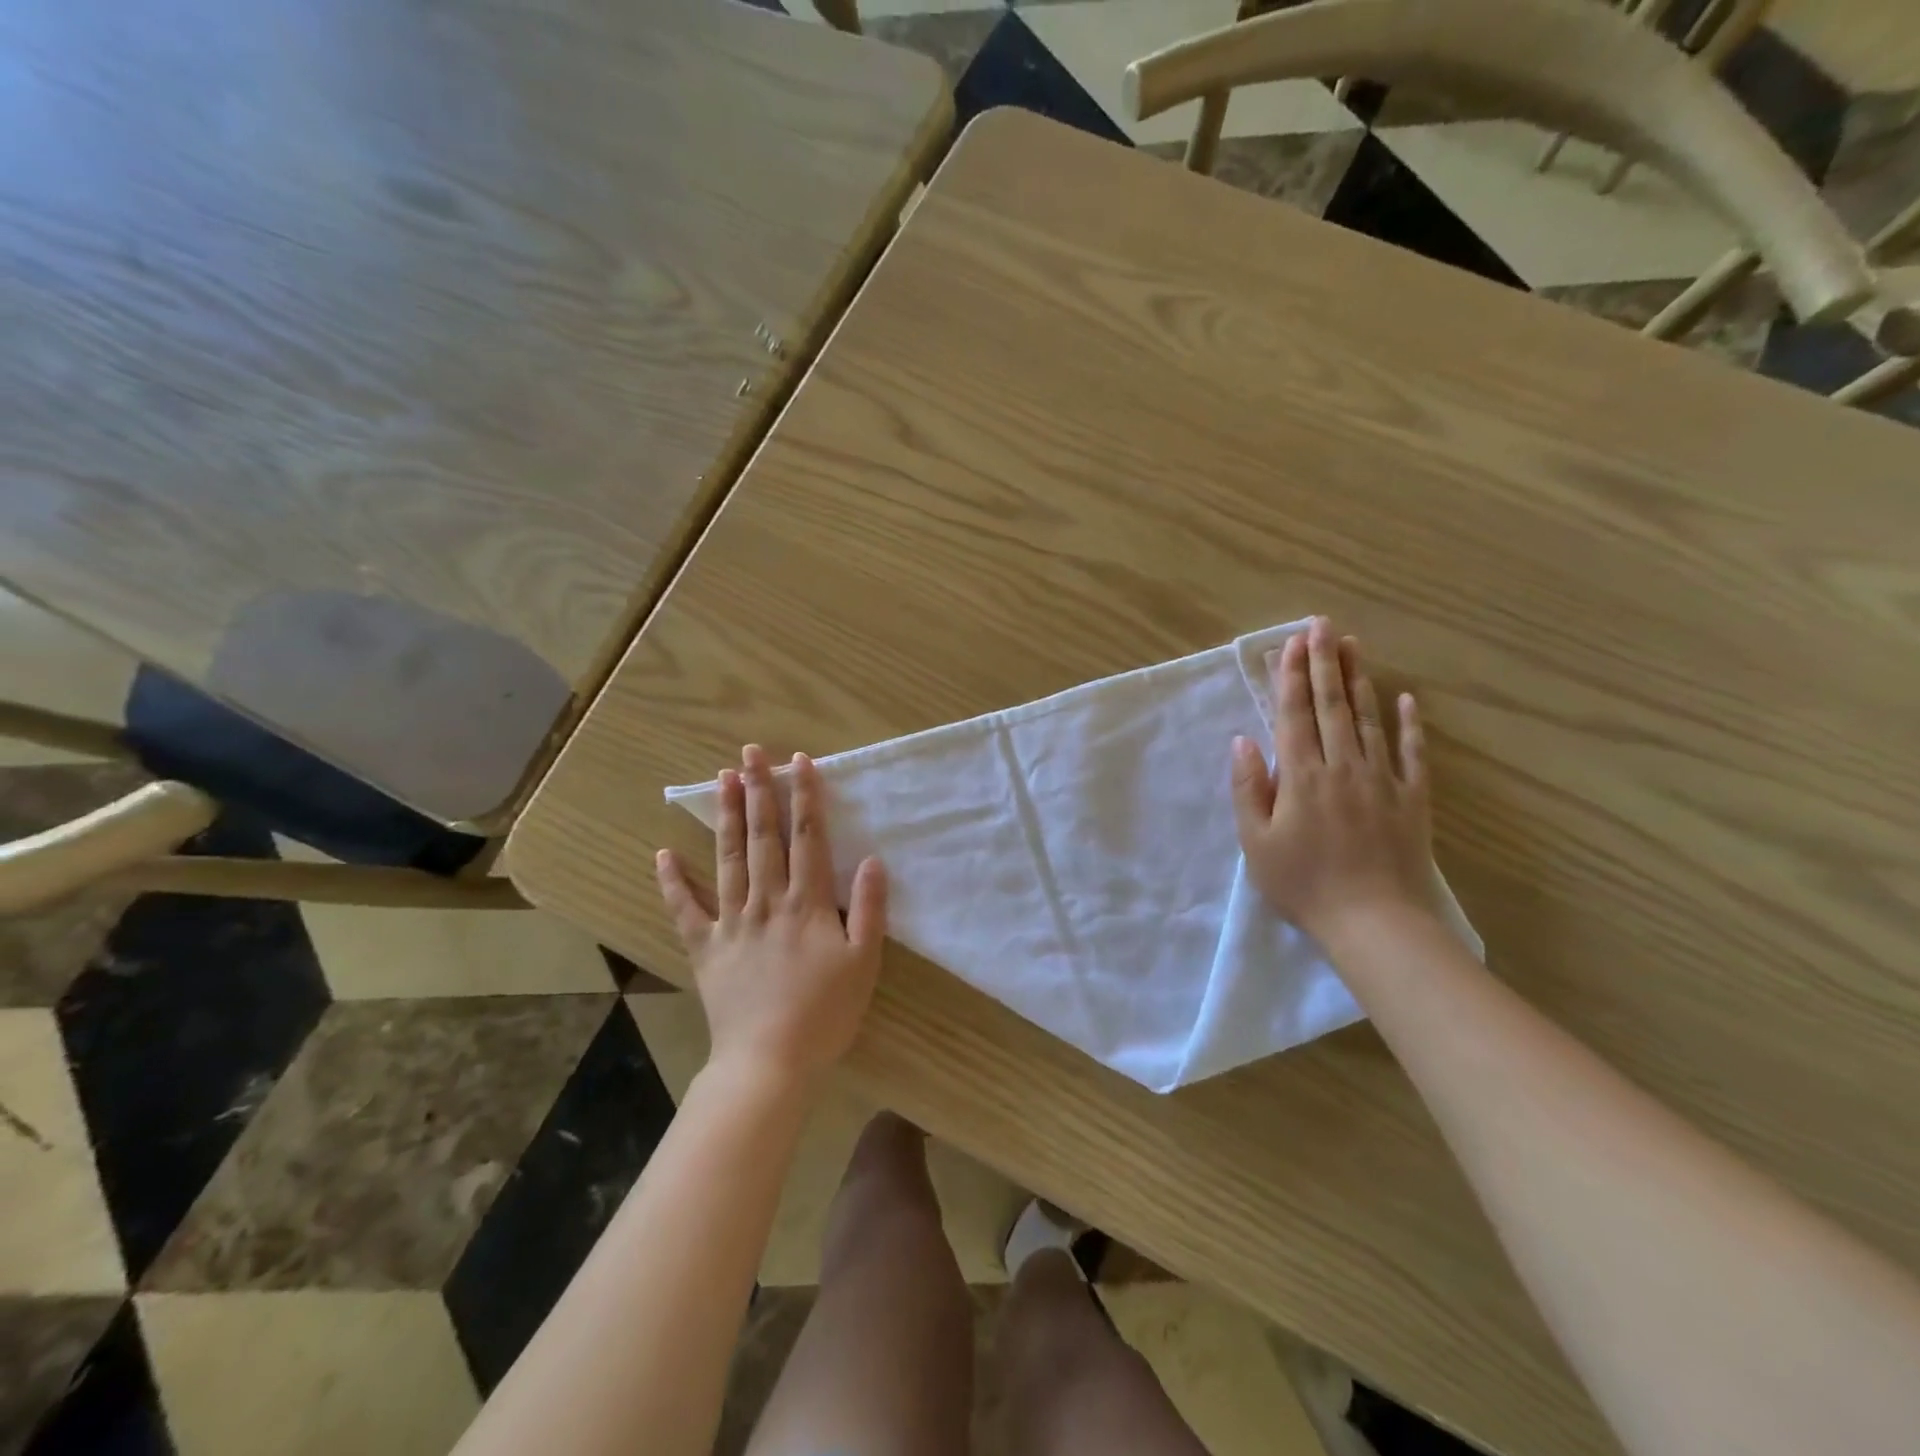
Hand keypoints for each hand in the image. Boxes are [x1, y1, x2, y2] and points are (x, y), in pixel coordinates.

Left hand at [655, 744, 887, 1089]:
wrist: (768, 1063)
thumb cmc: (824, 1013)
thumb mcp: (863, 963)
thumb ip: (869, 909)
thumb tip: (873, 860)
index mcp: (807, 903)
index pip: (808, 838)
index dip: (804, 797)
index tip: (799, 761)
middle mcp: (767, 901)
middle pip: (764, 837)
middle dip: (759, 791)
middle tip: (751, 753)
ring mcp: (731, 922)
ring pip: (728, 859)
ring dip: (726, 817)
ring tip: (721, 779)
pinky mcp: (705, 947)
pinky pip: (685, 909)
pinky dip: (673, 881)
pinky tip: (663, 852)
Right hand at [1230, 618, 1434, 943]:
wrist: (1374, 923)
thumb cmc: (1303, 884)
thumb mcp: (1257, 843)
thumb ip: (1248, 788)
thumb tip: (1242, 741)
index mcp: (1300, 776)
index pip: (1294, 714)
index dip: (1291, 676)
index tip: (1291, 642)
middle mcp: (1341, 766)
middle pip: (1332, 705)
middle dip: (1324, 662)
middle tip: (1322, 625)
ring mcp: (1381, 780)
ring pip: (1369, 720)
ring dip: (1360, 680)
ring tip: (1353, 646)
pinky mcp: (1412, 799)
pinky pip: (1411, 753)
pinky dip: (1409, 725)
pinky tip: (1406, 699)